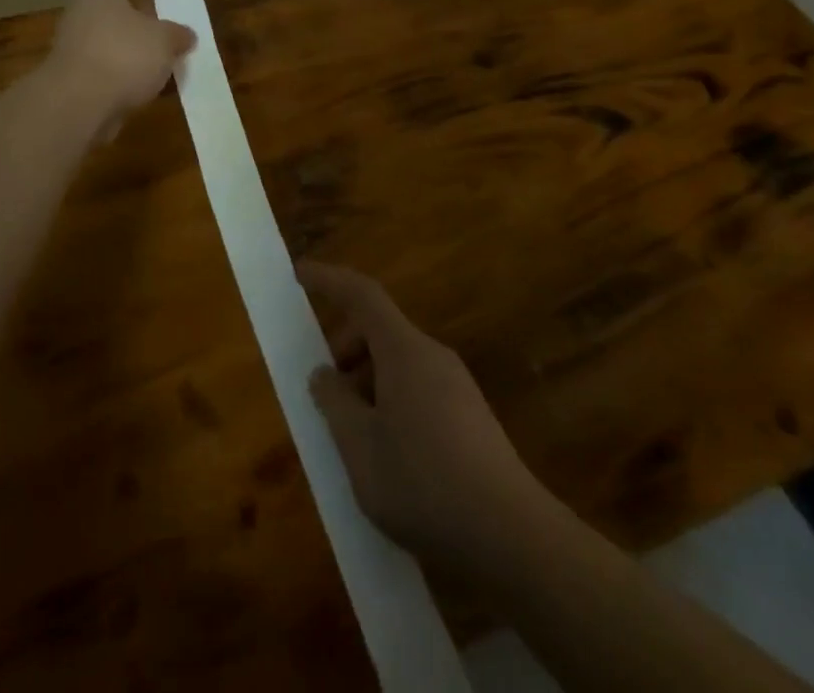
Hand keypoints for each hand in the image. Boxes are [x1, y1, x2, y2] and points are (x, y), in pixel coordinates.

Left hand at [45, 0, 196, 137]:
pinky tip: (154, 83)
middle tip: (172, 13)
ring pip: (116, 38)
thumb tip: (185, 35)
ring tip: (171, 52)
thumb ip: (177, 34)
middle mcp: (85, 14)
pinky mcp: (79, 78)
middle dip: (145, 10)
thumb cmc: (122, 56)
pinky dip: (130, 72)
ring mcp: (79, 47)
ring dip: (140, 45)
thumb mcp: (163, 40)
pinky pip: (111, 67)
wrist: (76, 107)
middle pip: (118, 4)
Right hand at [300, 261, 557, 575]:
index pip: (361, 294)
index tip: (299, 274)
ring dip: (367, 381)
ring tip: (352, 433)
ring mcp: (457, 386)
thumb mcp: (360, 448)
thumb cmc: (424, 483)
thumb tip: (323, 374)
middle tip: (324, 390)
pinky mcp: (471, 417)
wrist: (515, 538)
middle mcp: (432, 355)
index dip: (328, 280)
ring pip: (399, 362)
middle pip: (380, 329)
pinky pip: (419, 388)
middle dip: (345, 348)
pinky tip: (387, 454)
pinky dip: (391, 401)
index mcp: (403, 350)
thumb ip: (334, 403)